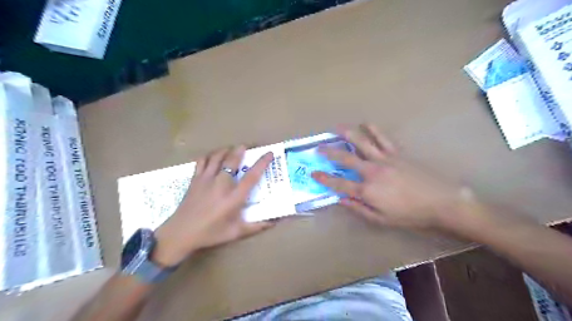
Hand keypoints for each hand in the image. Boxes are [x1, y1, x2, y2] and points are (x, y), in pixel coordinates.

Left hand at [155, 146, 274, 266]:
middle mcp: (221, 185)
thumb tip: (274, 222)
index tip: (269, 153)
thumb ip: (256, 227)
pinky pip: (202, 161)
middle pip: (232, 160)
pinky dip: (209, 156)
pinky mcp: (195, 179)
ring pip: (217, 157)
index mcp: (233, 198)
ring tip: (231, 149)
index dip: (262, 163)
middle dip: (240, 150)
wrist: (180, 233)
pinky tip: (213, 157)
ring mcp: (206, 180)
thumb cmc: (210, 233)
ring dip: (225, 151)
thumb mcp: (235, 233)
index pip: (251, 177)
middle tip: (245, 147)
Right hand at [311, 124, 478, 231]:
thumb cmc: (410, 214)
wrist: (441, 201)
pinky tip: (366, 123)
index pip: (339, 184)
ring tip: (337, 128)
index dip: (325, 178)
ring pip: (362, 144)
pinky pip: (383, 139)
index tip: (313, 172)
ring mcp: (384, 160)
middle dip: (330, 152)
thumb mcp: (381, 219)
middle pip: (346, 159)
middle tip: (319, 147)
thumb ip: (359, 209)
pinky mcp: (397, 154)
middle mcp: (372, 172)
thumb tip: (341, 200)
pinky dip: (374, 130)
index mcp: (367, 190)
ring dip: (348, 135)